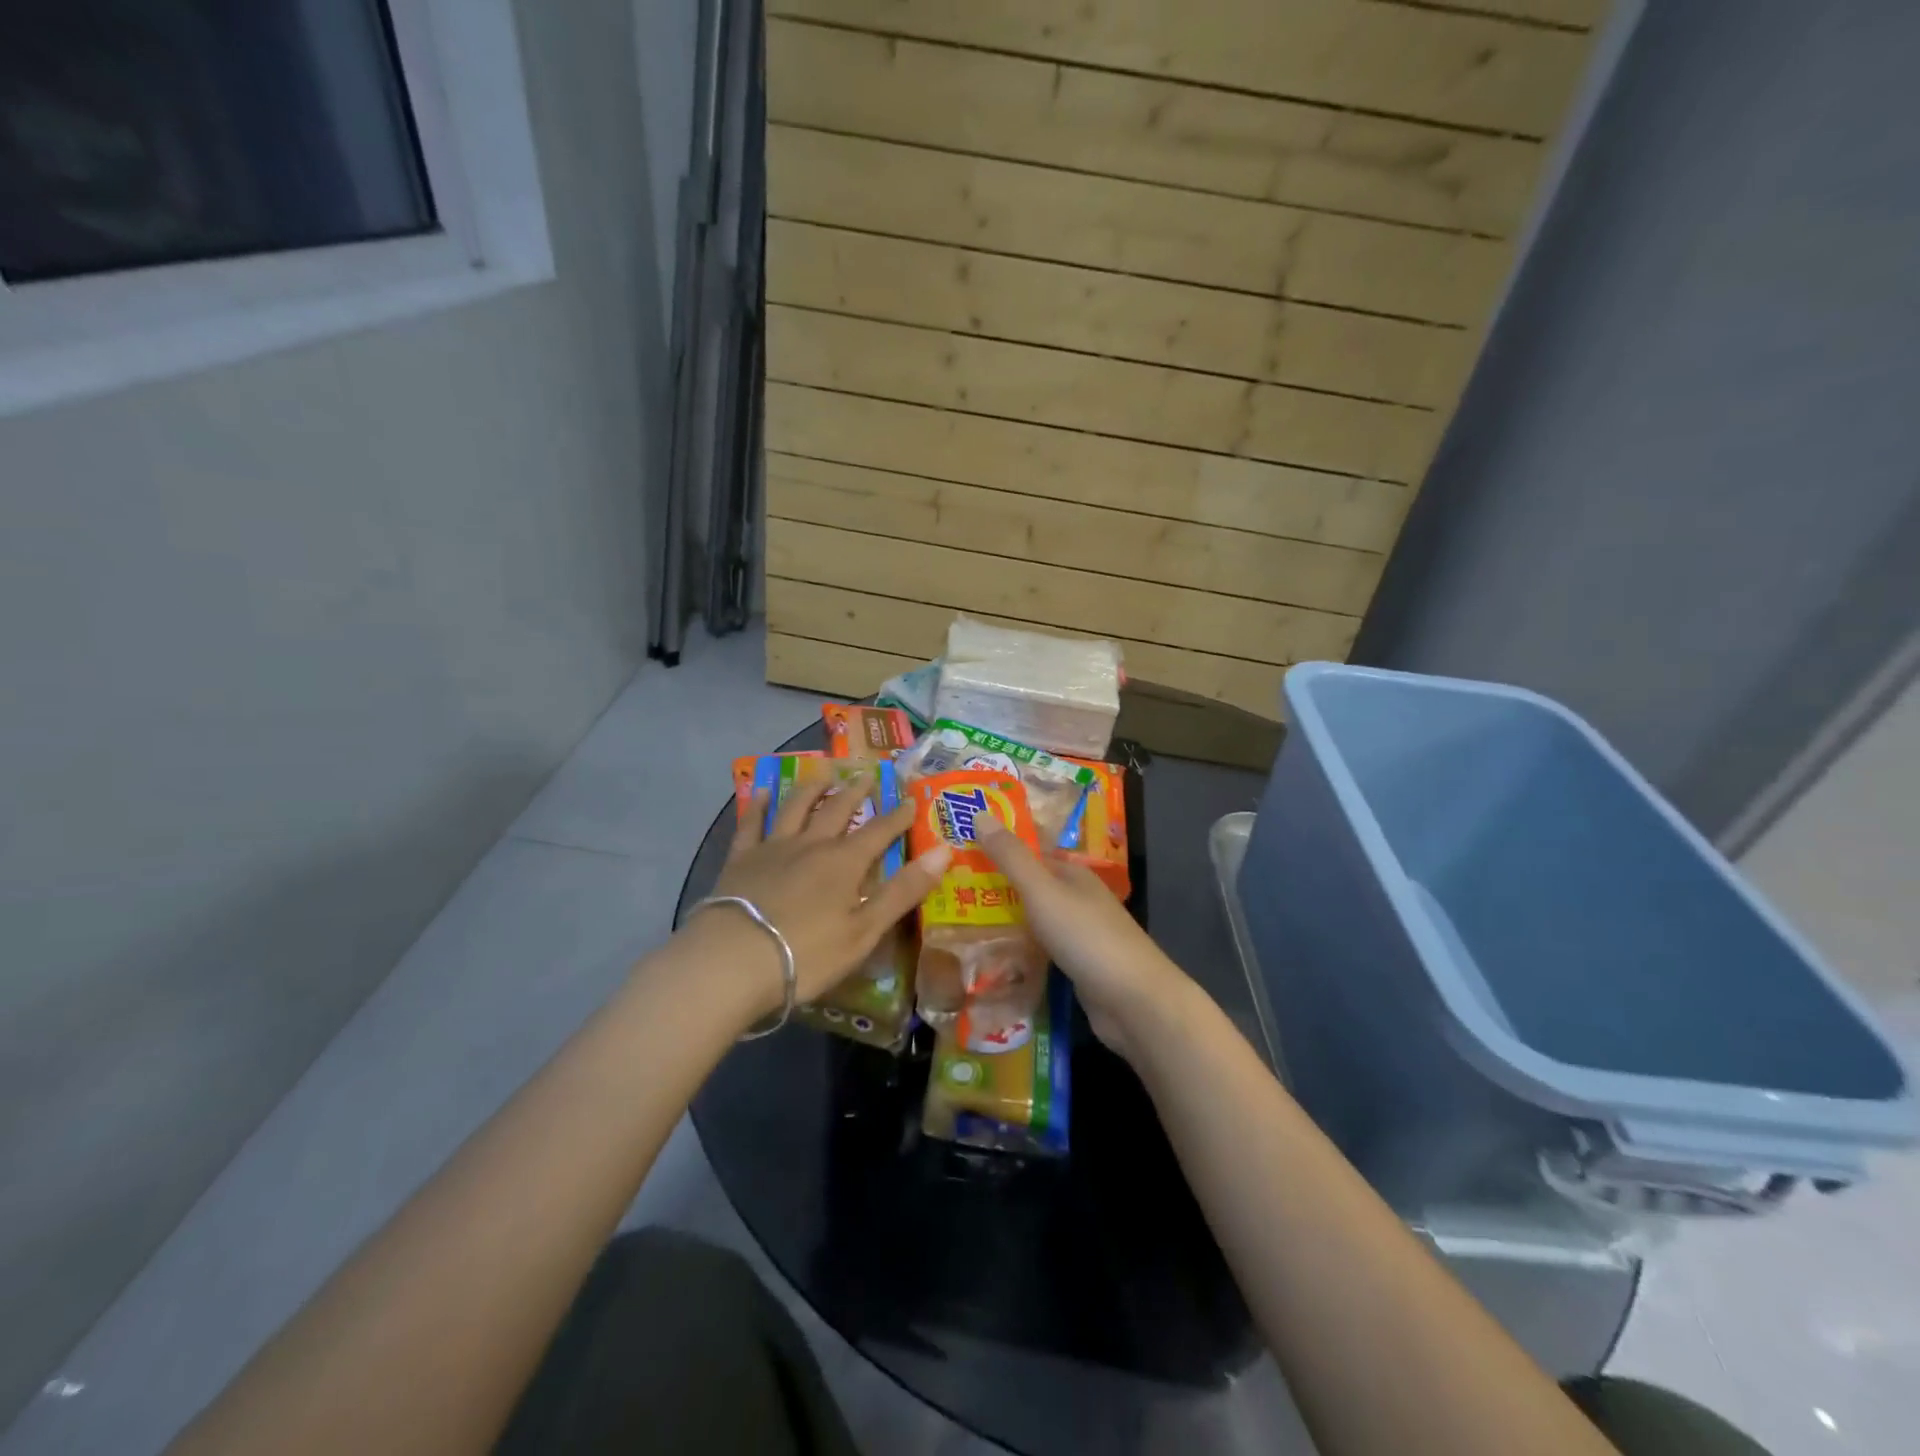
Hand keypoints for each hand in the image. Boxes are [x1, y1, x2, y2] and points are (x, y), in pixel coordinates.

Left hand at [703, 770, 950, 1014]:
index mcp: (845, 863)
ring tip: (823, 772)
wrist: (732, 962)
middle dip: (856, 791)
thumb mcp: (865, 930)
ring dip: (812, 788)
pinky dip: (758, 806)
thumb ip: (903, 891)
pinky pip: (751, 824)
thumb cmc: (806, 954)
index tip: (912, 800)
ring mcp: (773, 848)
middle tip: (867, 773)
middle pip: (838, 810)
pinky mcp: (740, 860)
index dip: (898, 817)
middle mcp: (811, 845)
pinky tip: (761, 792)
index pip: (880, 832)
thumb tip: (943, 851)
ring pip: (796, 807)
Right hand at [978, 821, 1193, 1062]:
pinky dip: (1020, 952)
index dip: (997, 852)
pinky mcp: (1080, 968)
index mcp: (1073, 874)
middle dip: (995, 890)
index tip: (957, 857)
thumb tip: (980, 813)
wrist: (1135, 1003)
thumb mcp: (1043, 892)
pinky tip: (993, 961)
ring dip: (1005, 923)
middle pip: (1031, 889)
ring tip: (959, 927)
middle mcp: (1079, 899)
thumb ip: (1011, 858)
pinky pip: (1042, 952)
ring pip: (1035, 922)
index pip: (1029, 855)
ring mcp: (1082, 935)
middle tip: (948, 895)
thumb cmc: (1087, 937)